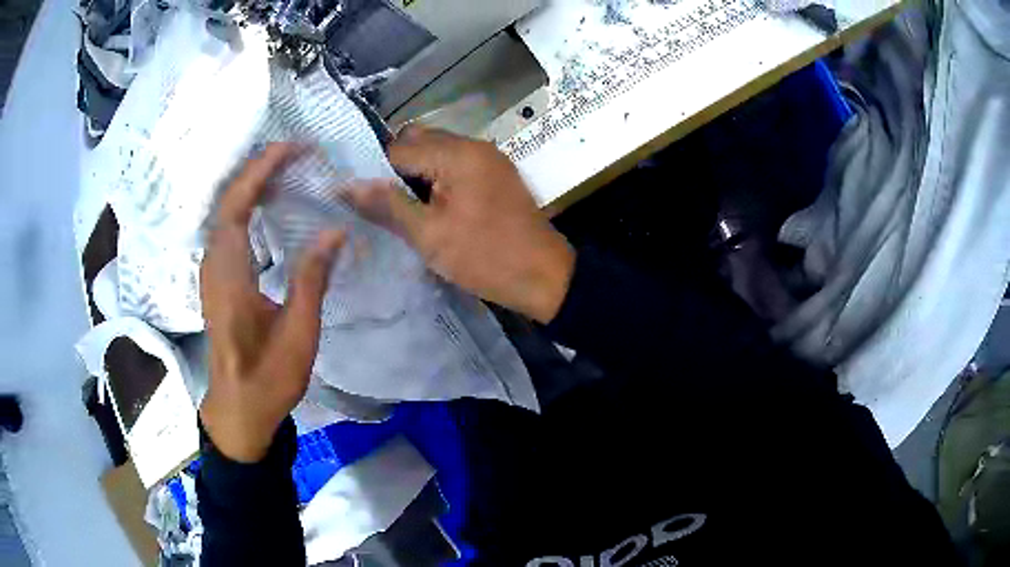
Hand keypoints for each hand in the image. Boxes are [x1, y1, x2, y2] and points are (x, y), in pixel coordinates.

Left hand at [199, 143, 344, 462]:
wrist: (239, 408)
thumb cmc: (268, 377)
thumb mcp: (298, 333)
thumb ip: (312, 278)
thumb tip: (336, 229)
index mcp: (230, 274)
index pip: (237, 205)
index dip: (261, 170)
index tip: (293, 148)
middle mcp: (214, 264)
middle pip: (229, 201)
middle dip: (260, 169)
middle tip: (297, 153)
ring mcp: (212, 271)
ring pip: (227, 213)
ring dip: (253, 185)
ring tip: (288, 170)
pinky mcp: (218, 279)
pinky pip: (229, 228)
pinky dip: (248, 206)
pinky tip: (269, 206)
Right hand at [346, 127, 575, 323]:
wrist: (544, 275)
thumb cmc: (485, 257)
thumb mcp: (429, 236)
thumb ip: (387, 206)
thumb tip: (346, 186)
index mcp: (456, 154)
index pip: (397, 149)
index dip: (376, 174)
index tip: (367, 202)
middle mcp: (472, 144)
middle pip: (417, 140)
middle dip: (397, 169)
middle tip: (389, 206)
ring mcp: (488, 156)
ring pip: (436, 150)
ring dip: (417, 173)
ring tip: (410, 209)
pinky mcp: (495, 172)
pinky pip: (455, 162)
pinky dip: (438, 177)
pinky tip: (434, 206)